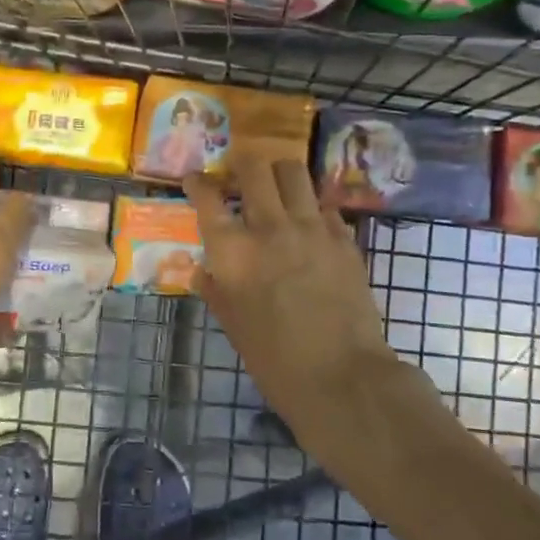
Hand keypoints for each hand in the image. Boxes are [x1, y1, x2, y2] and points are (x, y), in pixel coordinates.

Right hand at [183, 159, 400, 451]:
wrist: (342, 376)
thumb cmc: (275, 359)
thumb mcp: (233, 326)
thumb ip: (216, 290)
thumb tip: (203, 270)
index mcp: (233, 251)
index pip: (207, 197)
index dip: (197, 182)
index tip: (196, 179)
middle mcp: (270, 227)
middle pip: (254, 168)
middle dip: (242, 162)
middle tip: (239, 171)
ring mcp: (312, 228)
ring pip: (294, 173)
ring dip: (279, 173)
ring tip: (276, 185)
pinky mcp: (344, 239)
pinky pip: (325, 205)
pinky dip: (313, 207)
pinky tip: (310, 223)